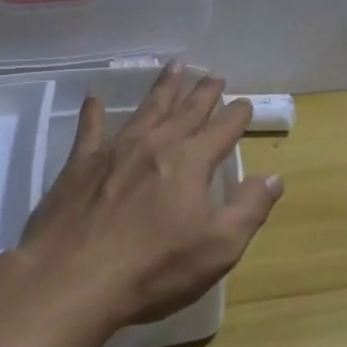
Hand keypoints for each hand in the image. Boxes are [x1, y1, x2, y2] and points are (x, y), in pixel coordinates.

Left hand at [18, 65, 283, 332]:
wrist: (72, 280)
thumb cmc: (153, 269)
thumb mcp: (218, 249)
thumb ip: (249, 209)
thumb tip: (274, 177)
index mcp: (191, 162)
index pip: (222, 129)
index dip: (237, 115)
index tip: (245, 102)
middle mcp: (156, 144)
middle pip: (187, 111)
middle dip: (204, 92)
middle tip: (215, 76)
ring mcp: (116, 149)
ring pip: (147, 109)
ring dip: (163, 88)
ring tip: (174, 67)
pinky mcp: (80, 163)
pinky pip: (90, 129)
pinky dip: (93, 112)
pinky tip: (93, 98)